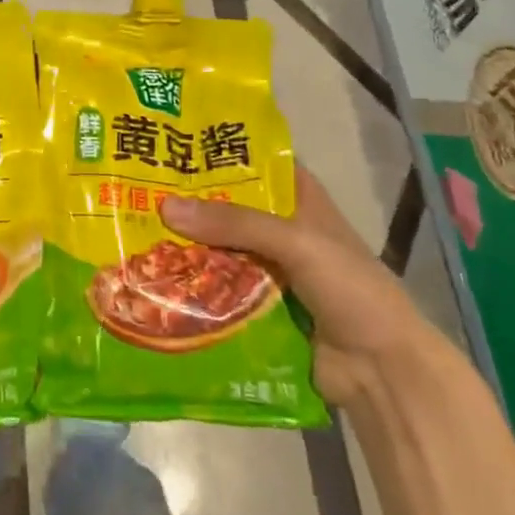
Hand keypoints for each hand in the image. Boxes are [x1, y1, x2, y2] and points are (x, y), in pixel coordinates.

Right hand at [160, 165, 429, 405]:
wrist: (382, 371)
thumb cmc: (351, 289)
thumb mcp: (297, 243)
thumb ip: (235, 223)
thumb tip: (165, 206)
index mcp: (302, 201)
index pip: (257, 163)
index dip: (220, 152)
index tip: (173, 143)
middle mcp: (283, 229)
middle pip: (230, 207)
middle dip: (192, 202)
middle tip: (139, 188)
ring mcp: (271, 270)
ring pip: (221, 248)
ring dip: (187, 245)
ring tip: (133, 229)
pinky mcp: (259, 308)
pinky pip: (219, 288)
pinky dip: (194, 283)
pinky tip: (156, 276)